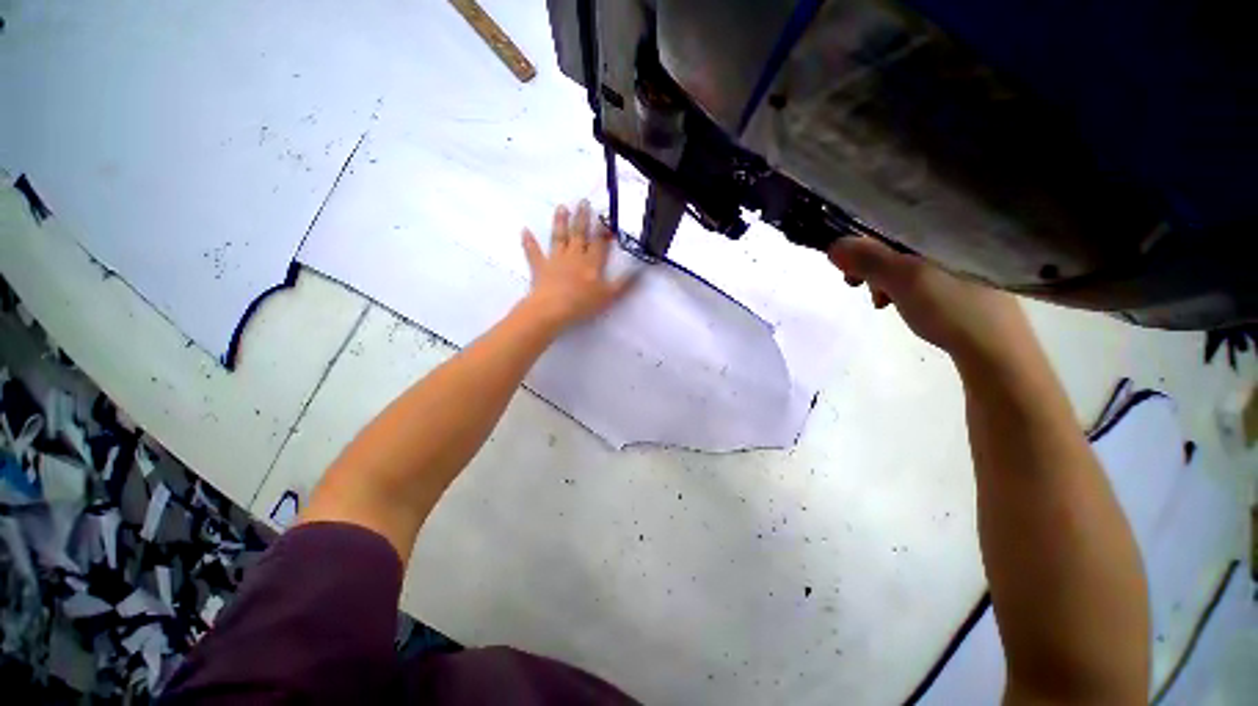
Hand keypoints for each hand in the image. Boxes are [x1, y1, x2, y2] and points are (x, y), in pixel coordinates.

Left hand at [519, 200, 635, 331]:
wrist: (552, 309)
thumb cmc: (582, 303)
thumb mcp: (609, 296)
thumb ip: (623, 283)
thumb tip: (639, 270)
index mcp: (591, 263)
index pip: (599, 243)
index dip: (602, 231)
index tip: (604, 217)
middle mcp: (574, 256)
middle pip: (579, 234)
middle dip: (582, 218)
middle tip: (583, 202)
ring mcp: (556, 260)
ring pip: (559, 237)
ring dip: (560, 222)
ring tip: (561, 207)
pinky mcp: (540, 267)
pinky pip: (533, 252)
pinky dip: (529, 242)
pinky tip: (524, 231)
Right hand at [828, 237, 1032, 365]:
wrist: (997, 350)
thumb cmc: (951, 308)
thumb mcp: (903, 281)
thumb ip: (868, 260)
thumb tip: (833, 246)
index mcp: (949, 226)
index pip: (894, 219)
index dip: (864, 241)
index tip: (850, 267)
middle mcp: (958, 234)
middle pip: (899, 240)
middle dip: (873, 264)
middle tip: (860, 286)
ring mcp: (965, 257)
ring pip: (909, 258)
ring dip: (886, 278)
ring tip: (883, 302)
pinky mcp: (966, 277)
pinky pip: (923, 272)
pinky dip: (905, 285)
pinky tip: (903, 302)